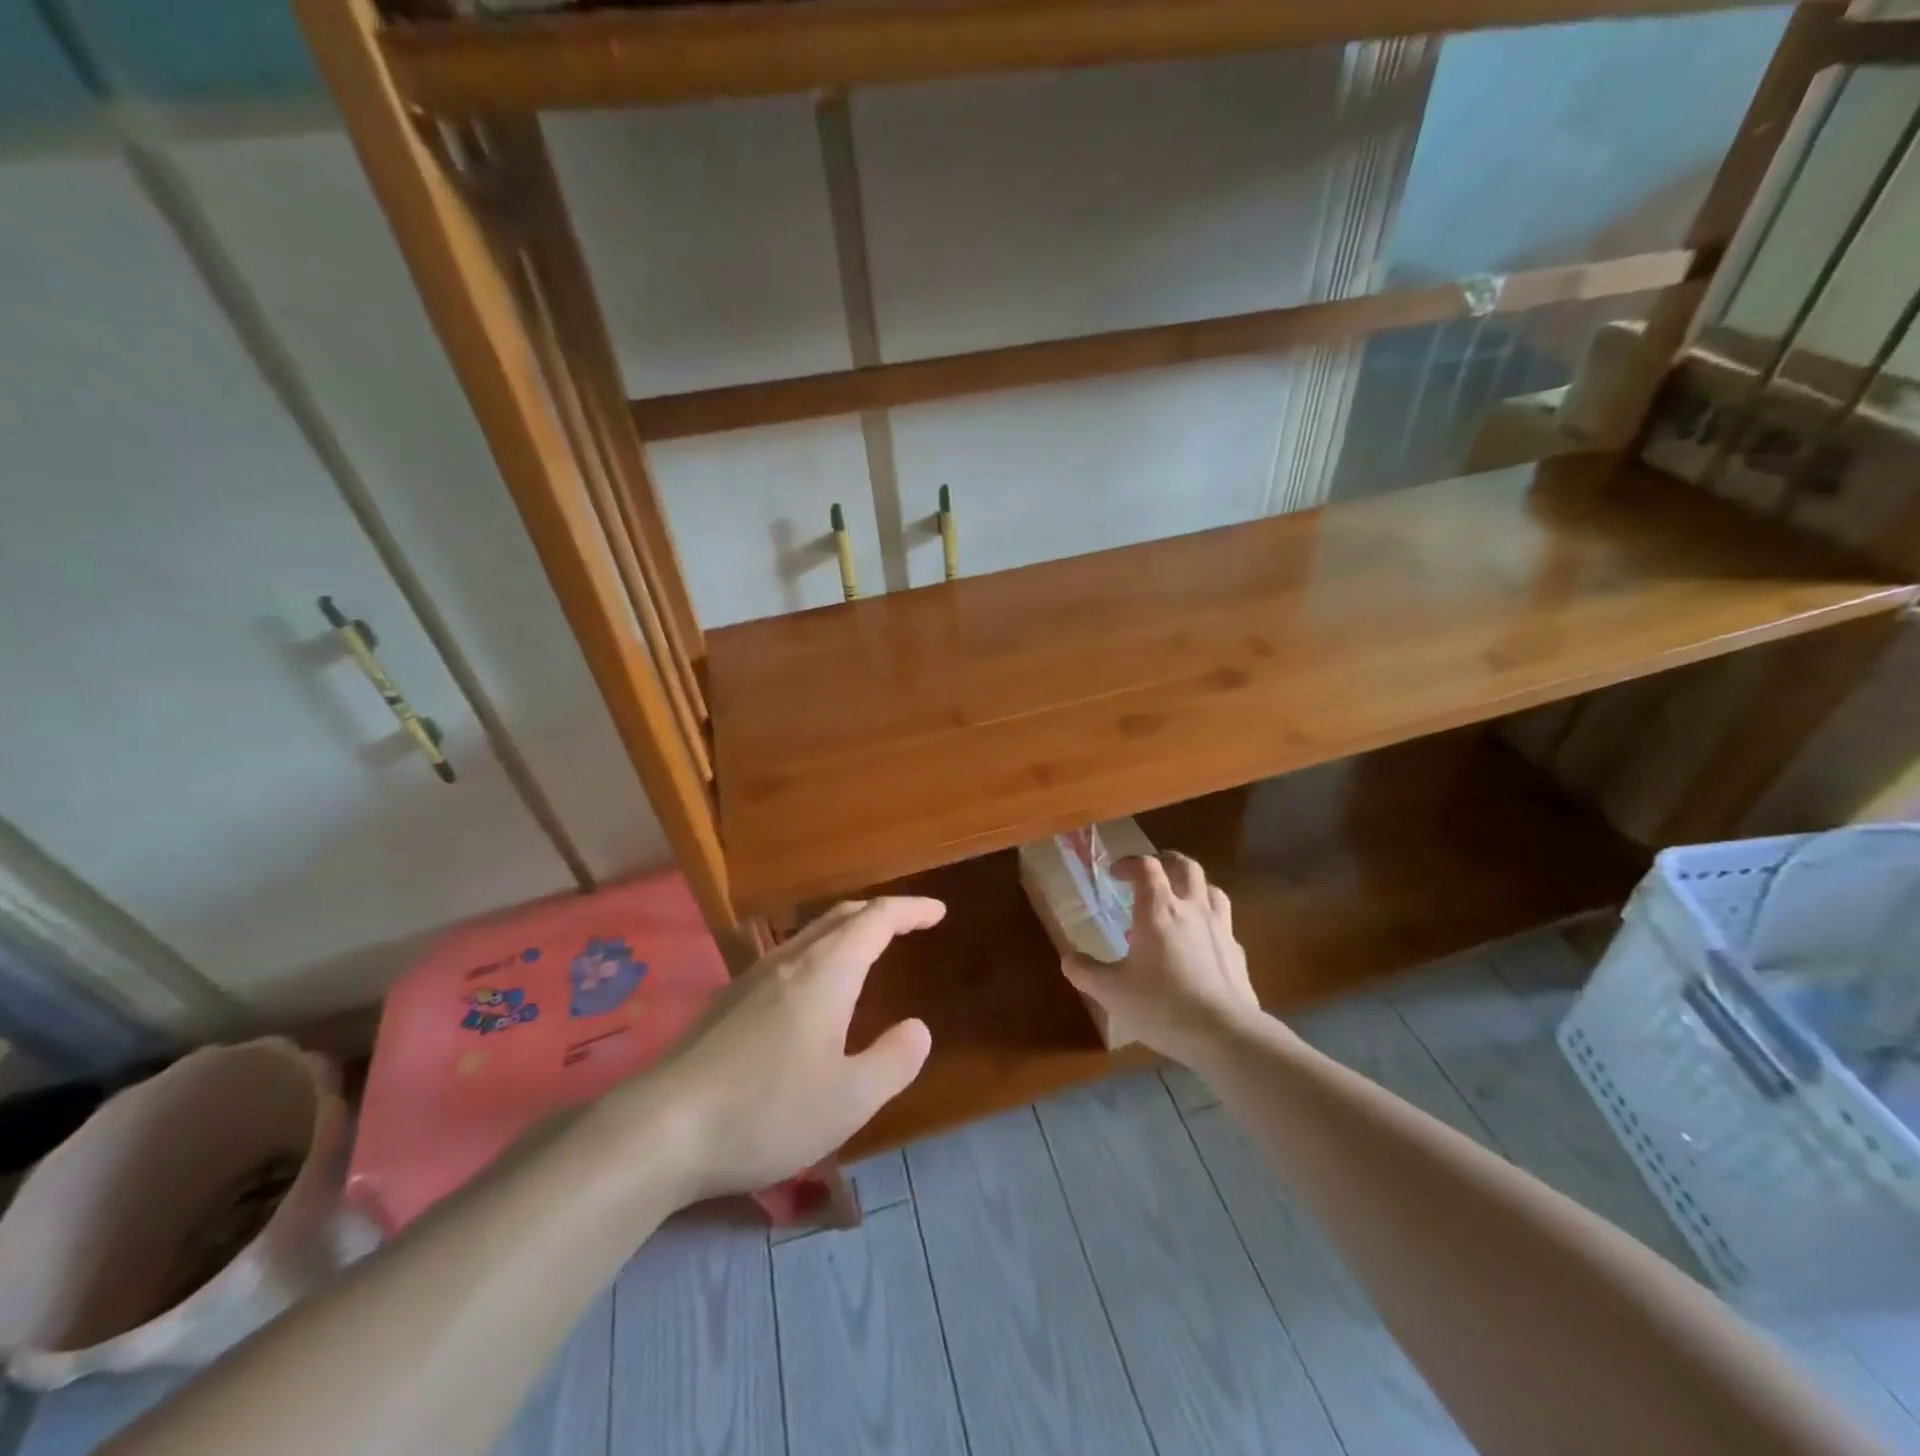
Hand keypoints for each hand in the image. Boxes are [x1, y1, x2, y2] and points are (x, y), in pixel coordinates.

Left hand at [630, 897, 943, 1201]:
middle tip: (909, 925)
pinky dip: (819, 954)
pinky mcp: (728, 1001)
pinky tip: (811, 992)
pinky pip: (787, 957)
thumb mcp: (849, 1099)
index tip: (939, 913)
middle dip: (880, 914)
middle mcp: (790, 960)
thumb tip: (917, 1028)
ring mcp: (753, 977)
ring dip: (846, 932)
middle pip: (842, 916)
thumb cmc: (767, 1110)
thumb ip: (894, 1060)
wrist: (661, 1128)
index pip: (877, 919)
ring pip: (810, 934)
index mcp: (827, 971)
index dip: (911, 910)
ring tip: (866, 952)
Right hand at [1062, 854, 1259, 1066]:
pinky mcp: (1237, 953)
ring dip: (1193, 887)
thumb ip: (1085, 971)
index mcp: (1158, 910)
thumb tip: (1067, 958)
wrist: (1223, 1034)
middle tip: (1151, 873)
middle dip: (1166, 861)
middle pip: (1185, 866)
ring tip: (1180, 900)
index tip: (1115, 874)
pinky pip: (1224, 925)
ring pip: (1212, 889)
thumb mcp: (1111, 991)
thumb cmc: (1161, 1005)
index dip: (1129, 863)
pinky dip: (1210, 923)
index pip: (1146, 867)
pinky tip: (1201, 943)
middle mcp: (1191, 909)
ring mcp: (1220, 929)